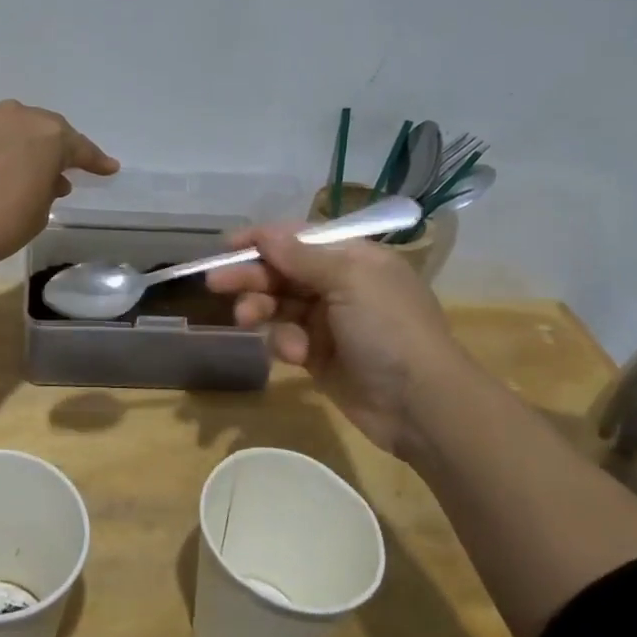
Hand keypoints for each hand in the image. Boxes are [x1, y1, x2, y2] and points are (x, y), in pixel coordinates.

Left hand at [0, 101, 118, 273]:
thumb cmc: (2, 222)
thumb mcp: (40, 211)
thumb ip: (48, 189)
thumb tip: (46, 179)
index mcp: (48, 134)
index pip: (80, 147)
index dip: (96, 161)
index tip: (109, 169)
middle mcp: (18, 118)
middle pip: (47, 131)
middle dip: (60, 149)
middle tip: (71, 167)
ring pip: (18, 131)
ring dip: (30, 149)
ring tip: (37, 173)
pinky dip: (5, 152)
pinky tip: (6, 172)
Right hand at [205, 226, 461, 454]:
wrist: (420, 404)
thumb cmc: (388, 329)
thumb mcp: (348, 281)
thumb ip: (301, 256)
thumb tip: (264, 232)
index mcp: (354, 258)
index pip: (300, 239)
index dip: (263, 240)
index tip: (227, 245)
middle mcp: (340, 284)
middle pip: (283, 271)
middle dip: (251, 276)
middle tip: (215, 284)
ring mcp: (329, 321)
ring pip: (279, 305)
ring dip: (261, 309)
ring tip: (246, 320)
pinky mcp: (319, 355)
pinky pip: (286, 338)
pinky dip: (283, 343)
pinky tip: (293, 355)